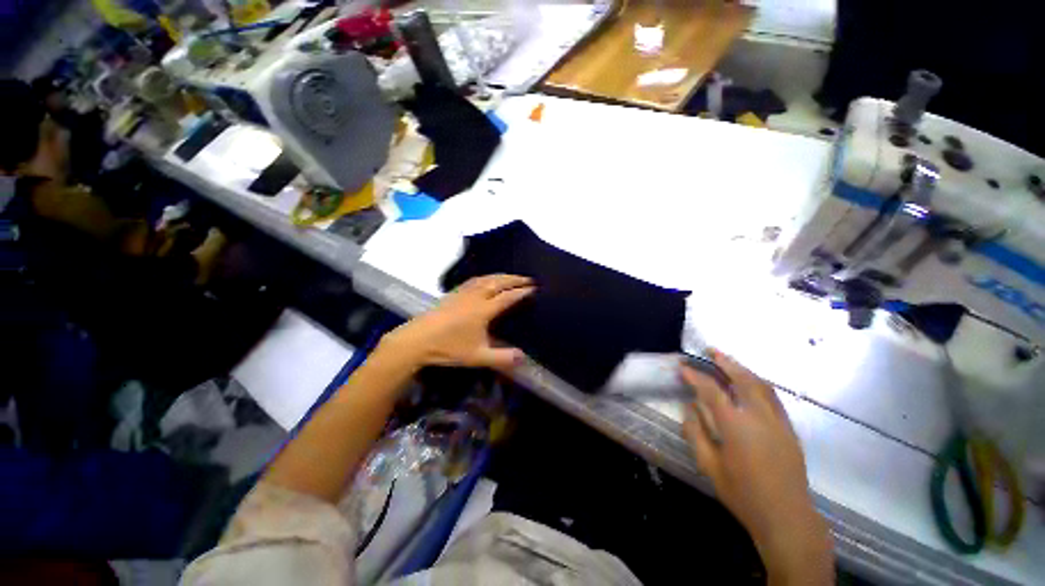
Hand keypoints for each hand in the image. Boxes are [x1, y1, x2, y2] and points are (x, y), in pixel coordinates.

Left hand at [382, 274, 534, 370]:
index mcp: (483, 310)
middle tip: (528, 279)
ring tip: (511, 276)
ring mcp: (463, 293)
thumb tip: (524, 357)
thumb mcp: (477, 357)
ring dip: (501, 275)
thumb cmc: (448, 348)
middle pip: (498, 282)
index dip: (522, 292)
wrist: (417, 340)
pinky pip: (474, 280)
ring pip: (486, 278)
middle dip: (514, 279)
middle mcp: (475, 297)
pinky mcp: (453, 293)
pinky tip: (485, 280)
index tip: (534, 288)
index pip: (508, 297)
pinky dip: (485, 277)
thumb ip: (502, 358)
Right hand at [681, 349, 831, 583]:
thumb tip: (689, 408)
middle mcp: (759, 416)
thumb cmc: (743, 493)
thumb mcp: (709, 466)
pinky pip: (773, 397)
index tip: (683, 366)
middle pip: (742, 379)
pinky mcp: (789, 429)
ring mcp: (778, 421)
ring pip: (761, 385)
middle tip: (710, 350)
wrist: (787, 516)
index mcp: (736, 425)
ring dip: (743, 369)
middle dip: (725, 361)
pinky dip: (759, 383)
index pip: (711, 390)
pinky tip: (751, 382)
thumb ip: (695, 433)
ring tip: (728, 360)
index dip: (695, 376)